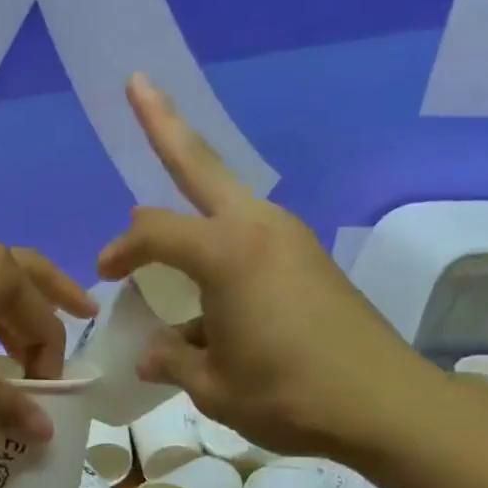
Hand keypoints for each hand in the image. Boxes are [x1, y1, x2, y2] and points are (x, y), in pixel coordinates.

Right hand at [97, 75, 435, 455]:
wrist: (384, 405)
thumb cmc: (288, 395)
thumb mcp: (214, 386)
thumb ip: (174, 361)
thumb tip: (153, 353)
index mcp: (226, 254)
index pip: (153, 232)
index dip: (120, 250)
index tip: (104, 275)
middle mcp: (259, 229)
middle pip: (201, 164)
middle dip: (163, 124)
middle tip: (138, 83)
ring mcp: (291, 239)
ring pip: (228, 198)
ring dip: (194, 190)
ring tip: (167, 183)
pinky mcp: (310, 259)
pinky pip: (251, 235)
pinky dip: (221, 242)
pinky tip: (210, 282)